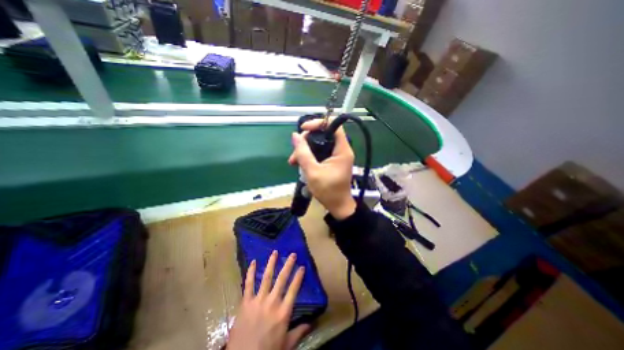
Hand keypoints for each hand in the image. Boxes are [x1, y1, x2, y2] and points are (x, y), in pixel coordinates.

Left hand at [227, 252, 308, 349]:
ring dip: (271, 263)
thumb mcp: (286, 345)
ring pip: (266, 277)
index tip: (302, 266)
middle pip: (282, 279)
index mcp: (283, 312)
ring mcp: (258, 301)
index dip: (298, 277)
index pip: (294, 289)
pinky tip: (253, 262)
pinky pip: (248, 284)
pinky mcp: (245, 302)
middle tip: (292, 254)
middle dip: (288, 265)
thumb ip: (298, 332)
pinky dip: (250, 272)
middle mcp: (272, 302)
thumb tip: (311, 323)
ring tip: (275, 252)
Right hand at [287, 120, 355, 219]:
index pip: (333, 126)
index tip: (303, 130)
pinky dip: (309, 156)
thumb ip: (303, 153)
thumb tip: (295, 136)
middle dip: (307, 141)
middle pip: (324, 134)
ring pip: (319, 144)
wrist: (337, 206)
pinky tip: (299, 164)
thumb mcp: (313, 172)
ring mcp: (336, 156)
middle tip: (295, 152)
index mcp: (342, 150)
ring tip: (293, 162)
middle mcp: (341, 150)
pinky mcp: (332, 162)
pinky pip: (320, 153)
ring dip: (305, 150)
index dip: (318, 124)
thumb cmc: (328, 191)